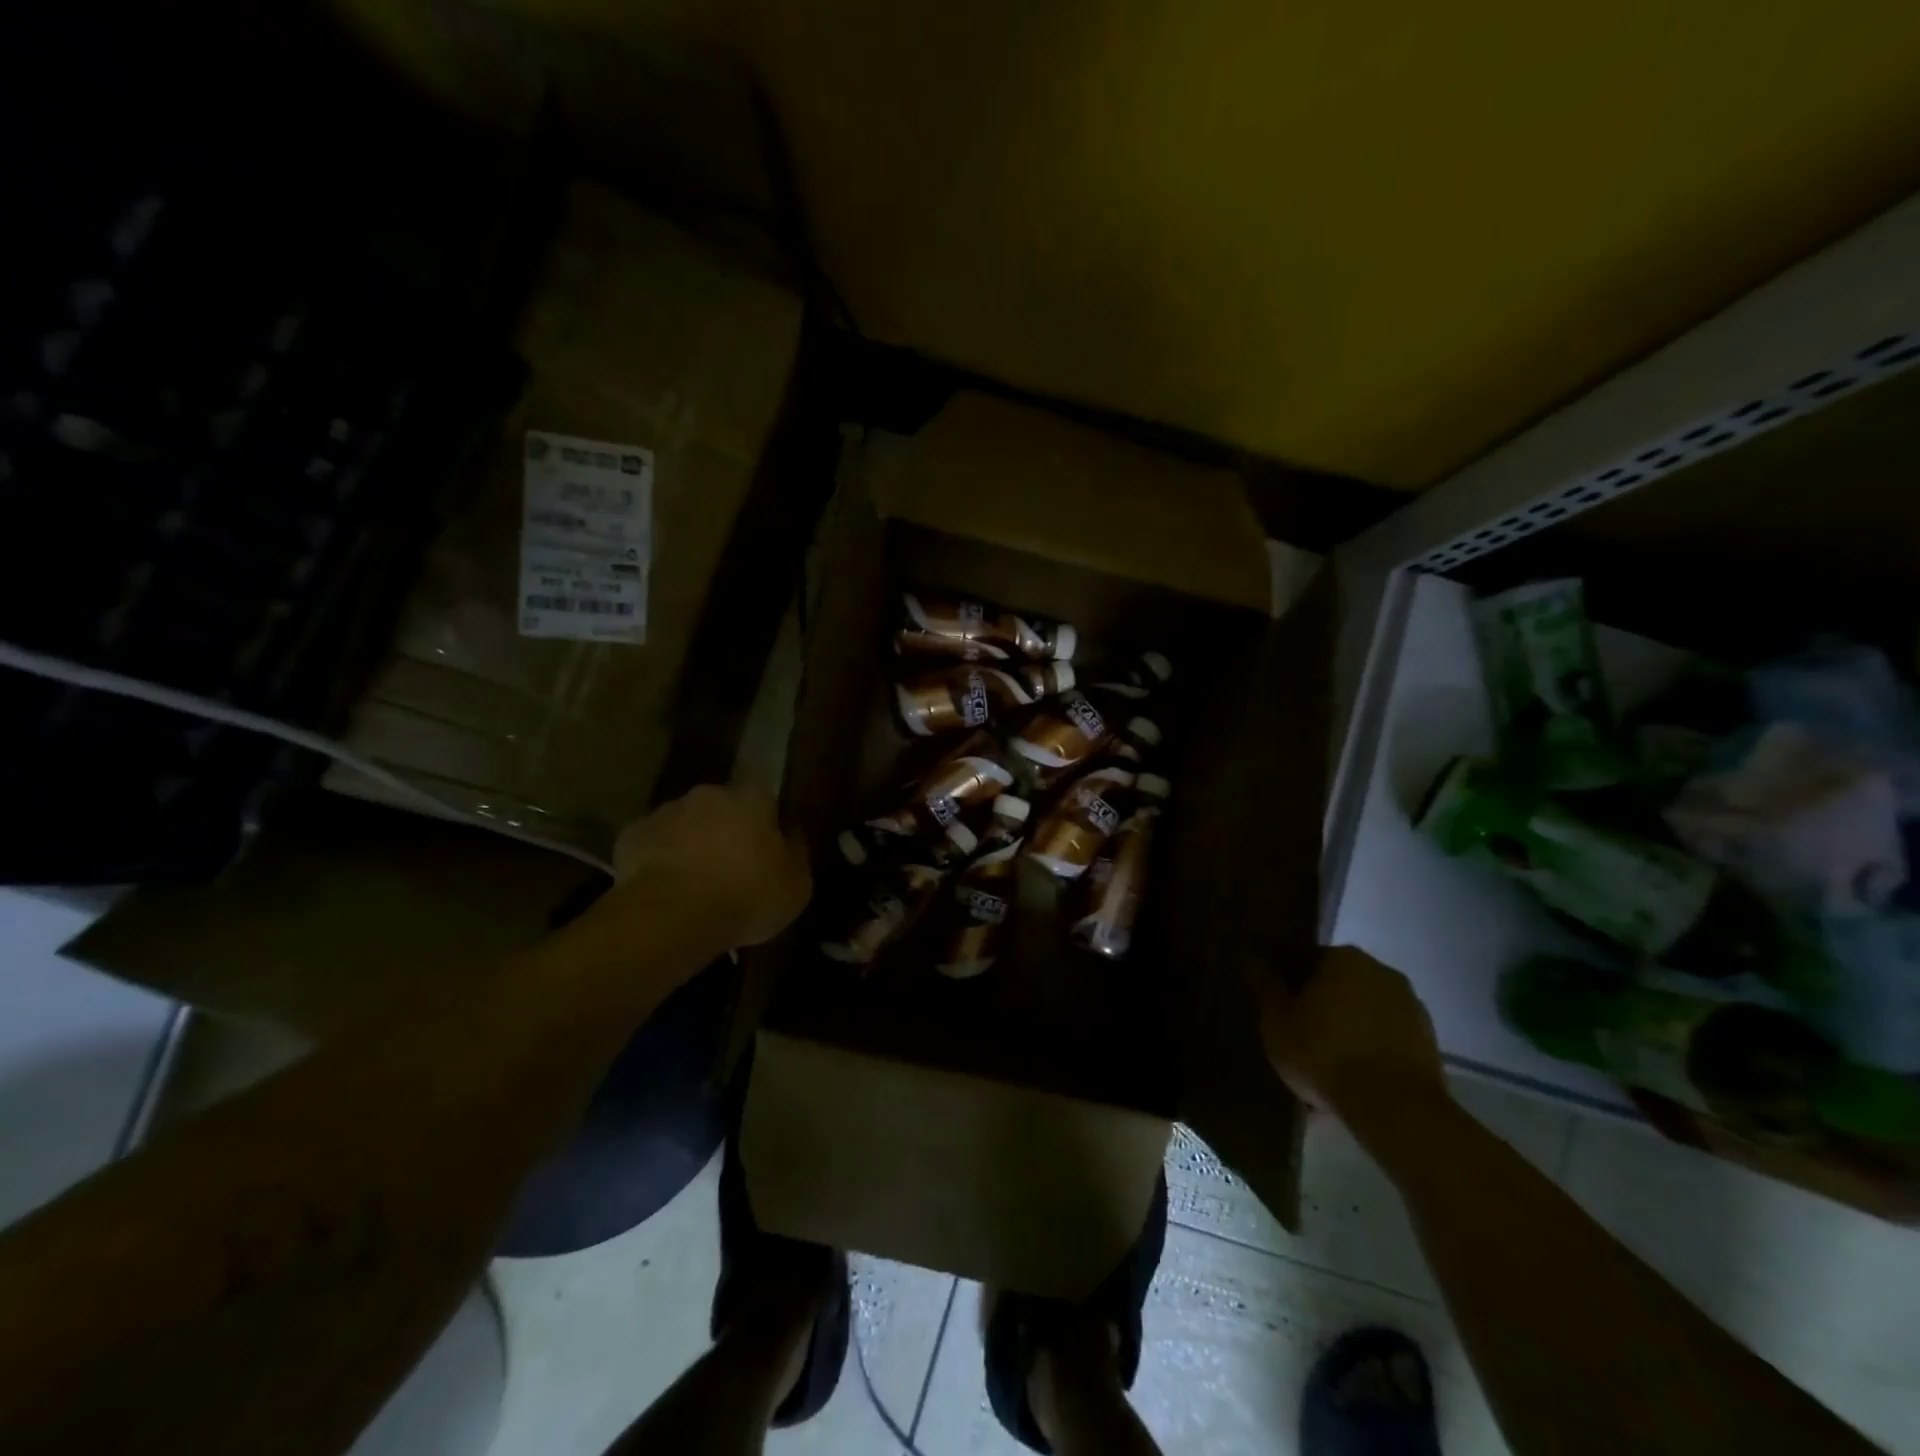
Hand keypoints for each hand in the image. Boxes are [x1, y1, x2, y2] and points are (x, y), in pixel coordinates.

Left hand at [600, 785, 811, 950]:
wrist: (673, 917)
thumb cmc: (747, 897)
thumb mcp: (797, 885)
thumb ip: (796, 851)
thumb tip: (790, 833)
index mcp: (752, 798)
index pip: (765, 798)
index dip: (765, 823)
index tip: (765, 850)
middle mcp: (709, 794)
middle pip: (721, 807)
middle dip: (725, 830)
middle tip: (729, 867)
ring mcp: (666, 811)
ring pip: (685, 823)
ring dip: (691, 843)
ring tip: (693, 883)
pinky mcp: (632, 835)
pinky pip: (653, 844)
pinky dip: (659, 860)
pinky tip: (665, 889)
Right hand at [1261, 946, 1442, 1114]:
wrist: (1395, 1107)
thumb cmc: (1324, 1052)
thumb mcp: (1277, 1019)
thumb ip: (1265, 984)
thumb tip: (1252, 955)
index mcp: (1342, 957)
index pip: (1305, 959)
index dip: (1287, 982)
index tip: (1277, 1008)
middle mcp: (1380, 971)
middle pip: (1338, 984)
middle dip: (1320, 1005)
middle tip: (1299, 1036)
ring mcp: (1410, 1006)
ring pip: (1364, 1012)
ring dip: (1347, 1029)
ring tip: (1326, 1065)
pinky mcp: (1429, 1043)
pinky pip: (1386, 1039)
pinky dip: (1370, 1050)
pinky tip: (1354, 1079)